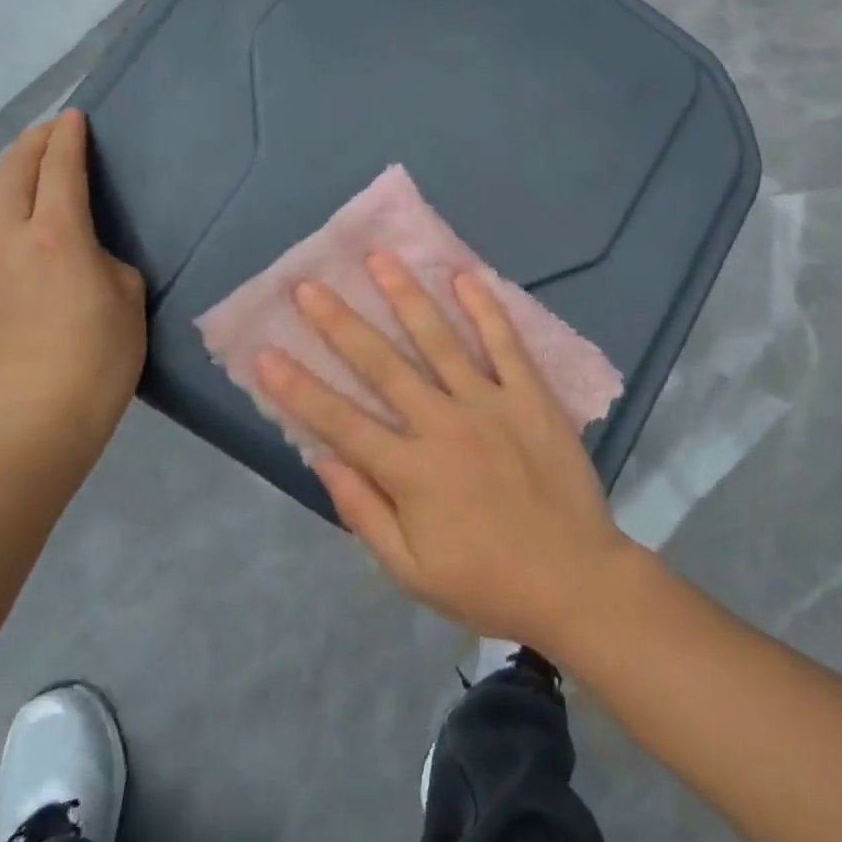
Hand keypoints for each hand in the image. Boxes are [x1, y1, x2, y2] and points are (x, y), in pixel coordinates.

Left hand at [0, 110, 145, 462]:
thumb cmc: (99, 356)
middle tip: (55, 130)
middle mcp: (11, 234)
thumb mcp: (127, 295)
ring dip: (4, 166)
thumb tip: (82, 250)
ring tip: (21, 161)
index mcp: (59, 234)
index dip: (69, 137)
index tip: (76, 117)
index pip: (60, 167)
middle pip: (16, 170)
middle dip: (35, 142)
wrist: (35, 414)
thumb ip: (103, 257)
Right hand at [255, 252, 638, 649]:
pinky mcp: (530, 395)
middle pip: (382, 365)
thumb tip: (323, 460)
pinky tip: (463, 275)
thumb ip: (364, 513)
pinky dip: (485, 308)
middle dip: (340, 324)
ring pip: (439, 340)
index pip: (340, 421)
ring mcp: (490, 403)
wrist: (576, 581)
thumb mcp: (411, 572)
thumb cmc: (487, 583)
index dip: (298, 388)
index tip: (265, 352)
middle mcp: (443, 424)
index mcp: (410, 472)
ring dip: (406, 296)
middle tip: (309, 286)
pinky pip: (504, 343)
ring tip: (379, 258)